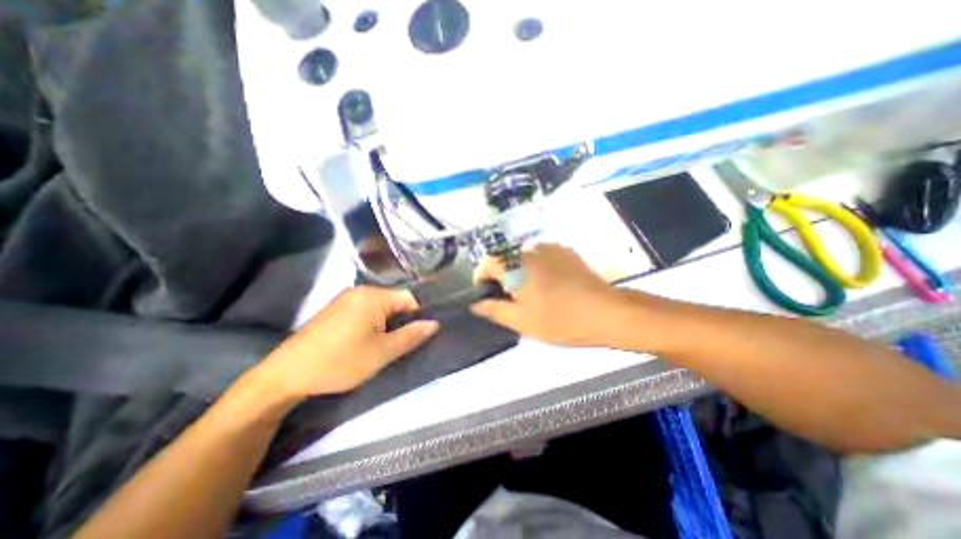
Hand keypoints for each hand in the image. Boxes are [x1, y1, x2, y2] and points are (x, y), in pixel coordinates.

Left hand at [250, 287, 439, 399]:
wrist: (286, 374)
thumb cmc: (340, 361)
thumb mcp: (382, 352)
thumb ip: (411, 335)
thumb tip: (434, 323)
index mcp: (373, 296)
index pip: (408, 298)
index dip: (415, 317)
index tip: (411, 338)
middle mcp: (359, 290)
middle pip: (393, 301)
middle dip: (399, 321)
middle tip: (394, 345)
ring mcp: (345, 298)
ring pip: (379, 306)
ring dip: (384, 324)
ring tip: (378, 346)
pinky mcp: (335, 308)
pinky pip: (363, 309)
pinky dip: (370, 323)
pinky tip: (361, 341)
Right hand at [473, 242, 623, 346]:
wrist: (604, 311)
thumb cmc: (559, 319)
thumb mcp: (521, 321)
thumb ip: (494, 310)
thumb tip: (476, 305)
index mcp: (515, 266)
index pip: (486, 263)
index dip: (480, 277)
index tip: (484, 293)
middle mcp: (529, 250)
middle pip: (504, 258)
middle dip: (500, 275)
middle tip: (508, 296)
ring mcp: (549, 248)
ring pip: (522, 256)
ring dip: (517, 269)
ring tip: (528, 290)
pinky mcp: (564, 250)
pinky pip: (540, 255)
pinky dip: (535, 266)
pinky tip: (547, 283)